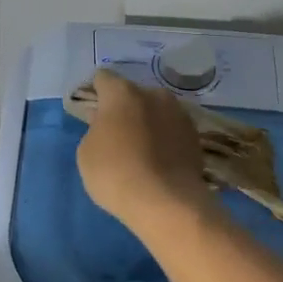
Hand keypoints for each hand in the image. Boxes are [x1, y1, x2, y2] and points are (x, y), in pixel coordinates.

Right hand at [76, 69, 212, 228]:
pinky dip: (165, 140)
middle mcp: (154, 94)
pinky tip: (159, 162)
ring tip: (141, 152)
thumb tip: (107, 123)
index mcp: (123, 93)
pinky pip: (172, 131)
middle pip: (134, 95)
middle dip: (125, 109)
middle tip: (117, 135)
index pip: (103, 79)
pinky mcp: (195, 136)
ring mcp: (179, 114)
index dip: (96, 93)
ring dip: (148, 123)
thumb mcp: (87, 153)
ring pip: (157, 111)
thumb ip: (95, 129)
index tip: (92, 113)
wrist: (167, 202)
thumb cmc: (116, 173)